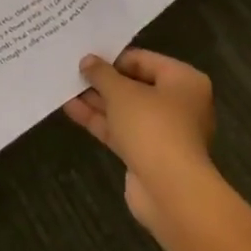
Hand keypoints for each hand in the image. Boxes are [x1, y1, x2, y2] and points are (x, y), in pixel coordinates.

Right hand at [64, 50, 215, 233]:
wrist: (171, 193)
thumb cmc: (152, 127)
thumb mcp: (122, 92)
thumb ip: (102, 74)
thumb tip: (87, 60)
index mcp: (184, 81)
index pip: (144, 60)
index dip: (114, 58)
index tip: (87, 58)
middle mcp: (180, 104)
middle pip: (136, 86)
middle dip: (104, 82)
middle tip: (74, 72)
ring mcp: (165, 133)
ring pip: (127, 110)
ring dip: (98, 101)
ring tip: (66, 87)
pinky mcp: (149, 156)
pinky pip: (123, 131)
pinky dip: (101, 121)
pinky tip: (72, 109)